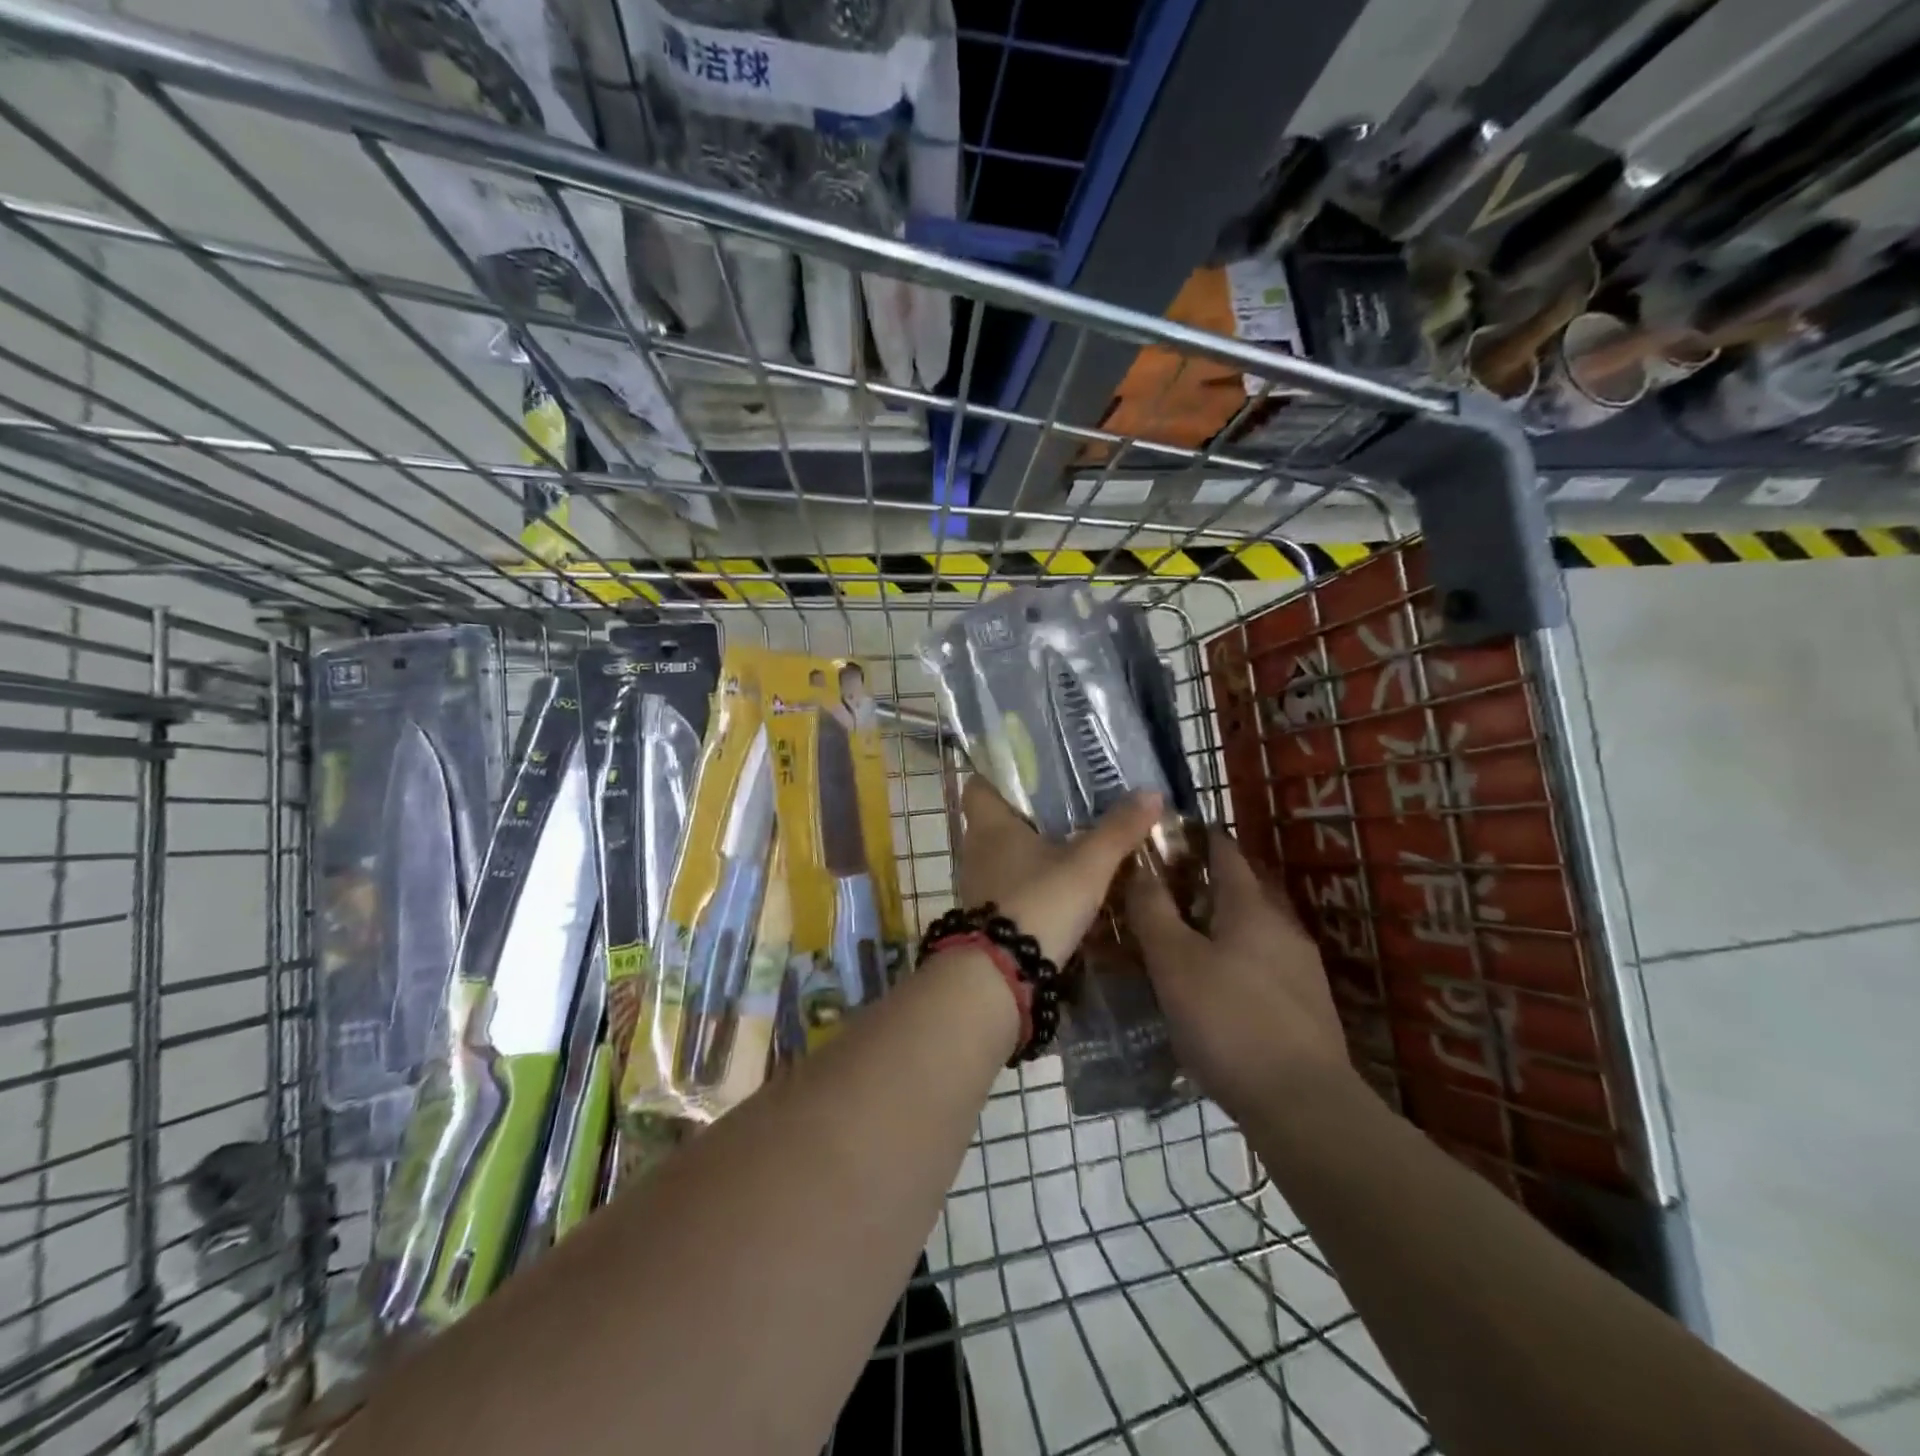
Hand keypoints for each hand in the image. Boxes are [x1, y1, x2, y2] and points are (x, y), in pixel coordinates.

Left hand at [956, 778, 1160, 964]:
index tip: (1033, 774)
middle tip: (1068, 808)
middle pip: (996, 821)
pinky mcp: (987, 917)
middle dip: (1028, 815)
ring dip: (1031, 852)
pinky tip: (1062, 888)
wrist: (1002, 976)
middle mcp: (976, 849)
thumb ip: (1118, 830)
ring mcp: (978, 885)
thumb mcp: (1088, 865)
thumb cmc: (1040, 902)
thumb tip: (1151, 792)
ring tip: (1072, 846)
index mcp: (990, 824)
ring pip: (1004, 856)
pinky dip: (1031, 883)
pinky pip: (1009, 887)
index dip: (1000, 776)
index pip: (979, 785)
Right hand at [1126, 830, 1352, 1120]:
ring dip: (1225, 921)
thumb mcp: (1174, 963)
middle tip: (1169, 888)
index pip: (1225, 851)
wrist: (1302, 1104)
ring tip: (1187, 937)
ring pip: (1257, 927)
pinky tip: (1218, 985)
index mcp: (1251, 906)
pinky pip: (1266, 962)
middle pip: (1246, 886)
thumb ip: (1153, 911)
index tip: (1168, 834)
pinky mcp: (1307, 1004)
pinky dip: (1239, 957)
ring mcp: (1301, 966)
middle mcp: (1283, 926)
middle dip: (1210, 879)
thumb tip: (1138, 865)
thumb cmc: (1228, 1020)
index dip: (1198, 836)